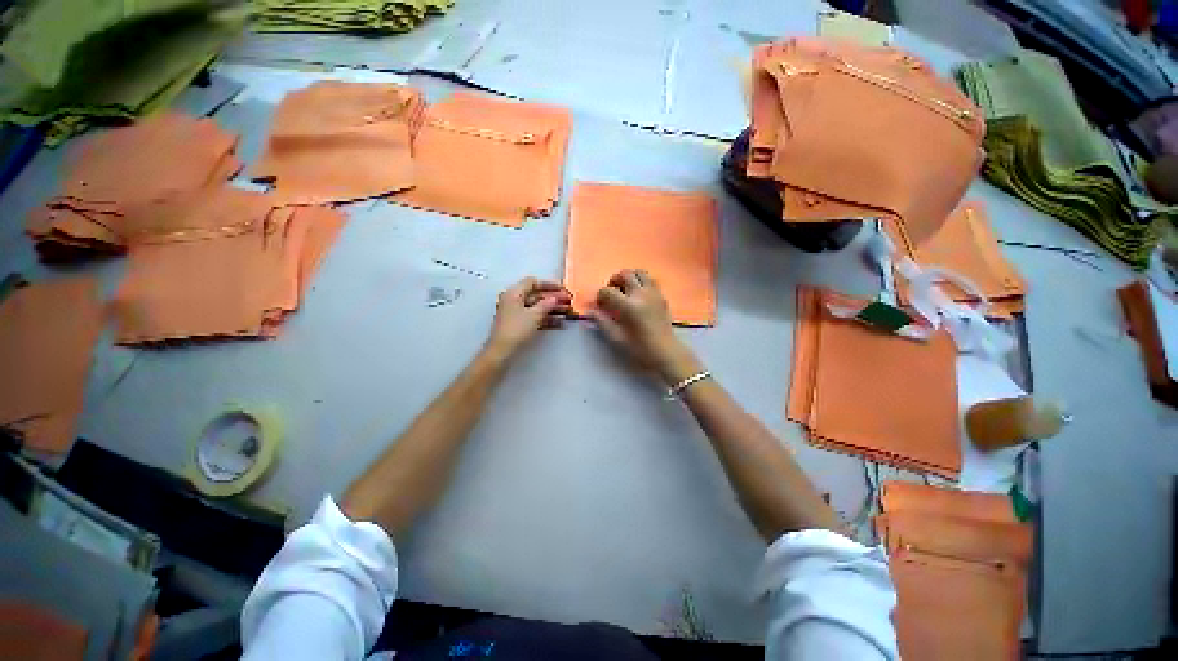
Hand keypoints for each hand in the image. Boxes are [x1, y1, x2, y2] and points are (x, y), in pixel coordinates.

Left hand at [485, 277, 571, 359]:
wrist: (502, 351)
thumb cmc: (517, 329)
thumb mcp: (534, 315)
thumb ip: (546, 304)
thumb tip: (555, 298)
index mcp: (514, 293)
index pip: (532, 282)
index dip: (548, 284)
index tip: (562, 289)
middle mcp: (514, 300)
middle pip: (536, 295)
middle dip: (553, 298)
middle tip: (569, 301)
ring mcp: (516, 313)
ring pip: (537, 307)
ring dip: (553, 309)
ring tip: (568, 312)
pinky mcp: (519, 325)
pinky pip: (535, 317)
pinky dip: (547, 319)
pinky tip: (560, 324)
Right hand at [587, 269, 702, 384]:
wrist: (666, 351)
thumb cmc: (640, 348)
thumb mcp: (617, 338)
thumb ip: (602, 322)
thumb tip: (591, 312)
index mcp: (629, 306)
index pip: (608, 291)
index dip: (601, 296)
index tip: (601, 305)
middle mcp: (641, 294)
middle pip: (625, 274)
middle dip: (614, 280)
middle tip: (612, 292)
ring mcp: (654, 293)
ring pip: (639, 272)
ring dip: (629, 277)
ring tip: (625, 290)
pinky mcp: (662, 296)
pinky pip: (650, 279)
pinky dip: (641, 281)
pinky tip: (638, 295)